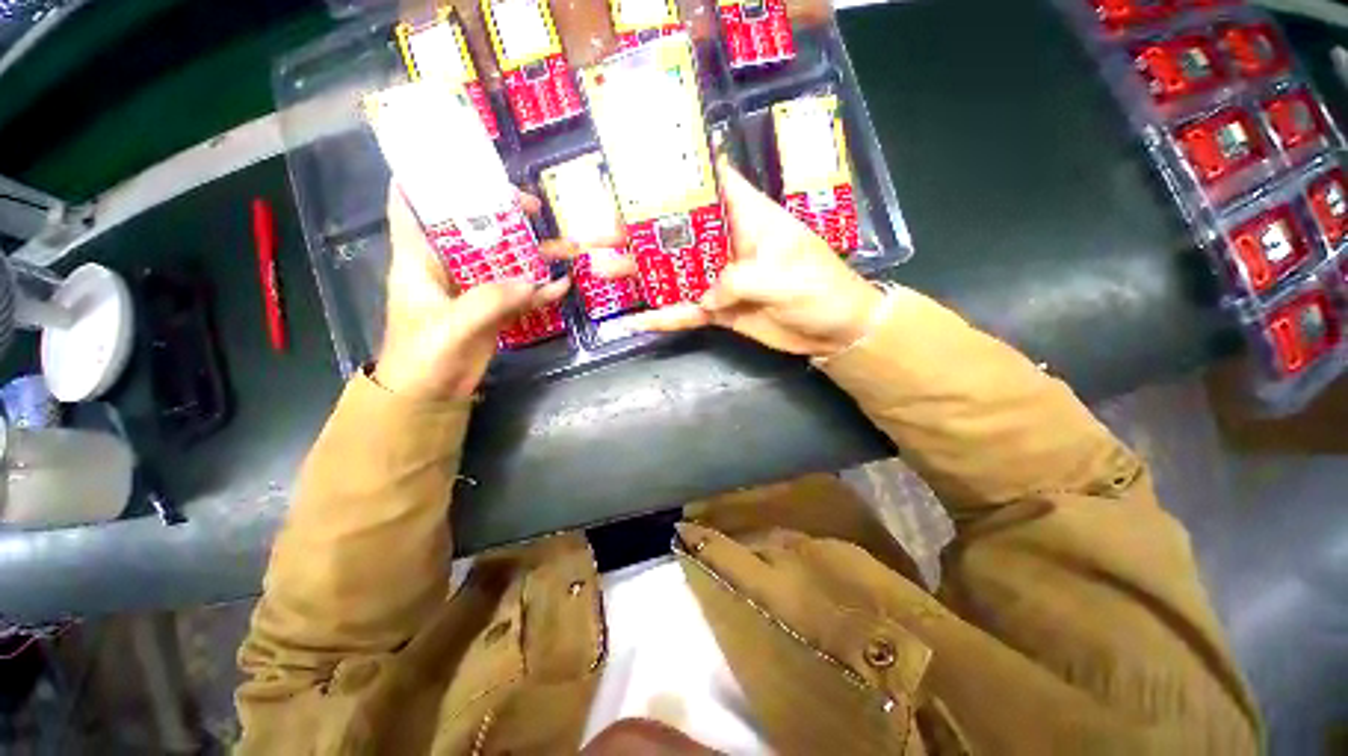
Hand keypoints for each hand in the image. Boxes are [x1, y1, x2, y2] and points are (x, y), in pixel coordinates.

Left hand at [374, 186, 571, 400]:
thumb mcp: (451, 325)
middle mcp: (446, 264)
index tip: (460, 161)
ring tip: (563, 245)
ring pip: (502, 257)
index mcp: (419, 257)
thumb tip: (536, 282)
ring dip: (531, 252)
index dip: (428, 176)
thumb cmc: (423, 356)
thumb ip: (491, 301)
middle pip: (471, 225)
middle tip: (532, 206)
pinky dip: (540, 288)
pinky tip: (563, 285)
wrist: (432, 395)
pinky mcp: (492, 307)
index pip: (412, 203)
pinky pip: (519, 290)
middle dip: (499, 211)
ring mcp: (473, 287)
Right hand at [627, 159, 885, 356]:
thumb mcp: (783, 276)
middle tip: (597, 234)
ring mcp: (719, 278)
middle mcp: (727, 242)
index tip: (633, 171)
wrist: (834, 331)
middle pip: (676, 231)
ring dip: (640, 273)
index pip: (710, 182)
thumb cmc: (820, 289)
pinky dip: (665, 317)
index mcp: (747, 217)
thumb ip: (736, 280)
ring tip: (602, 270)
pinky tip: (639, 321)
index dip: (675, 173)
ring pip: (674, 271)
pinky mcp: (720, 309)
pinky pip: (687, 311)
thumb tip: (703, 296)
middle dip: (638, 232)